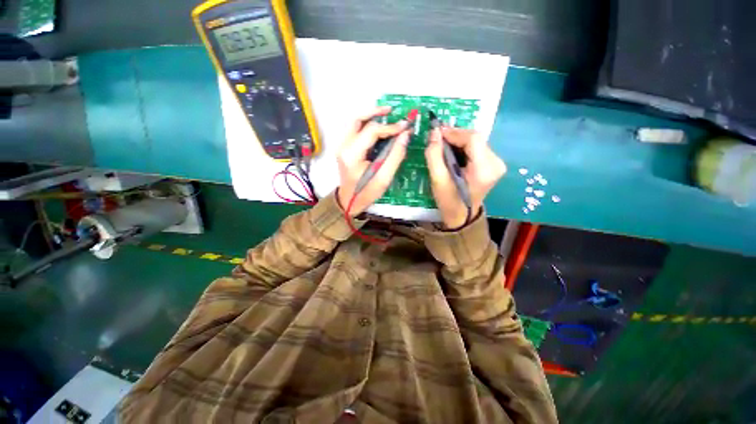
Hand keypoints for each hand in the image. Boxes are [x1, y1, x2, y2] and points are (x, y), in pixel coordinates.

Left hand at [337, 106, 410, 215]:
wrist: (348, 202)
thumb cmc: (366, 193)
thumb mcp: (383, 178)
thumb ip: (395, 156)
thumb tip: (405, 135)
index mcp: (352, 154)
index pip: (371, 131)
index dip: (390, 127)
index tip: (405, 127)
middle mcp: (343, 146)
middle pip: (357, 120)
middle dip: (376, 113)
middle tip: (392, 111)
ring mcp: (341, 146)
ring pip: (354, 122)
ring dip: (370, 116)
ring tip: (386, 114)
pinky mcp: (344, 148)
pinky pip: (354, 129)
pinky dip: (365, 124)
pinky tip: (377, 126)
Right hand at [425, 127, 505, 228]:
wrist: (462, 216)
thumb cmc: (449, 201)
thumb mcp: (437, 179)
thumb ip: (434, 155)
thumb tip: (434, 132)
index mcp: (484, 169)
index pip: (473, 139)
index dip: (454, 132)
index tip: (437, 132)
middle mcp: (496, 163)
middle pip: (476, 138)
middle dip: (455, 136)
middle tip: (438, 139)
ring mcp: (497, 163)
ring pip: (476, 141)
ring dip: (459, 141)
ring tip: (443, 145)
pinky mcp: (494, 164)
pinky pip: (477, 148)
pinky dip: (464, 147)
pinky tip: (453, 152)